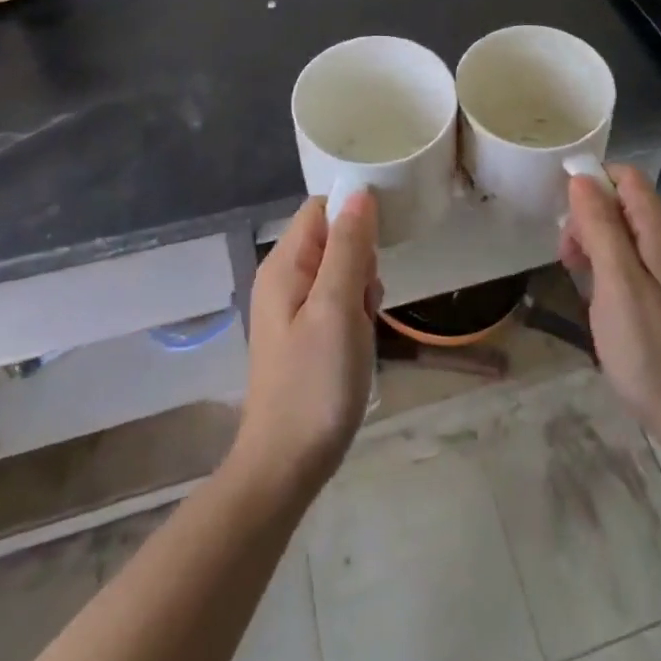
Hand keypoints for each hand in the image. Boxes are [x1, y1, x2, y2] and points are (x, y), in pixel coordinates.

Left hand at [234, 191, 381, 494]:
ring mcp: (292, 307)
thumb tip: (359, 192)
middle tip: (365, 301)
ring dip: (361, 290)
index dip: (353, 216)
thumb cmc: (314, 383)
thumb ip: (348, 247)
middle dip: (361, 261)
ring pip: (341, 270)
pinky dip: (355, 313)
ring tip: (361, 328)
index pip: (322, 208)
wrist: (285, 467)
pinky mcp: (304, 332)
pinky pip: (337, 300)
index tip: (377, 247)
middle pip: (334, 238)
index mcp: (284, 264)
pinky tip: (358, 342)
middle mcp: (283, 277)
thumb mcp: (337, 308)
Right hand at [560, 165, 660, 453]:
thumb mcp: (618, 283)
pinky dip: (604, 265)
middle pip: (621, 203)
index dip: (593, 183)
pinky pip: (627, 260)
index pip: (627, 177)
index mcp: (659, 233)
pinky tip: (593, 295)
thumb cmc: (651, 349)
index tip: (565, 214)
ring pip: (621, 232)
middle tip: (568, 256)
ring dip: (592, 242)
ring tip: (575, 275)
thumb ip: (601, 227)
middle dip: (587, 216)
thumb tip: (581, 179)